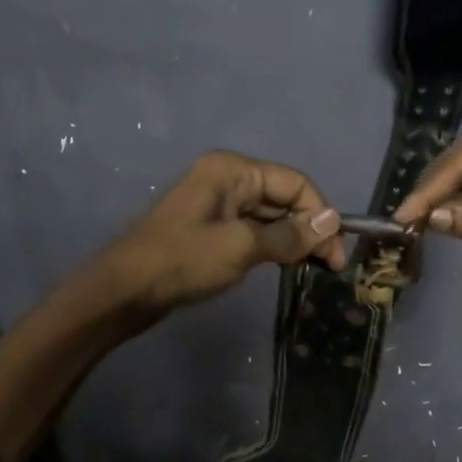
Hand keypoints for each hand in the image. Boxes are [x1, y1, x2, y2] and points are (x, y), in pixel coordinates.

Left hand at [91, 150, 345, 319]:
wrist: (125, 291)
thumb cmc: (182, 261)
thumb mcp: (241, 247)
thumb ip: (289, 235)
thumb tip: (332, 222)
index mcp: (232, 170)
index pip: (295, 183)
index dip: (321, 215)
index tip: (337, 254)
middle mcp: (226, 178)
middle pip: (283, 197)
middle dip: (309, 228)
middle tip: (329, 267)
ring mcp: (217, 203)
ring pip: (269, 216)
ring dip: (292, 239)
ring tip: (312, 269)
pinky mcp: (210, 228)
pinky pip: (252, 230)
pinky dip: (272, 246)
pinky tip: (284, 265)